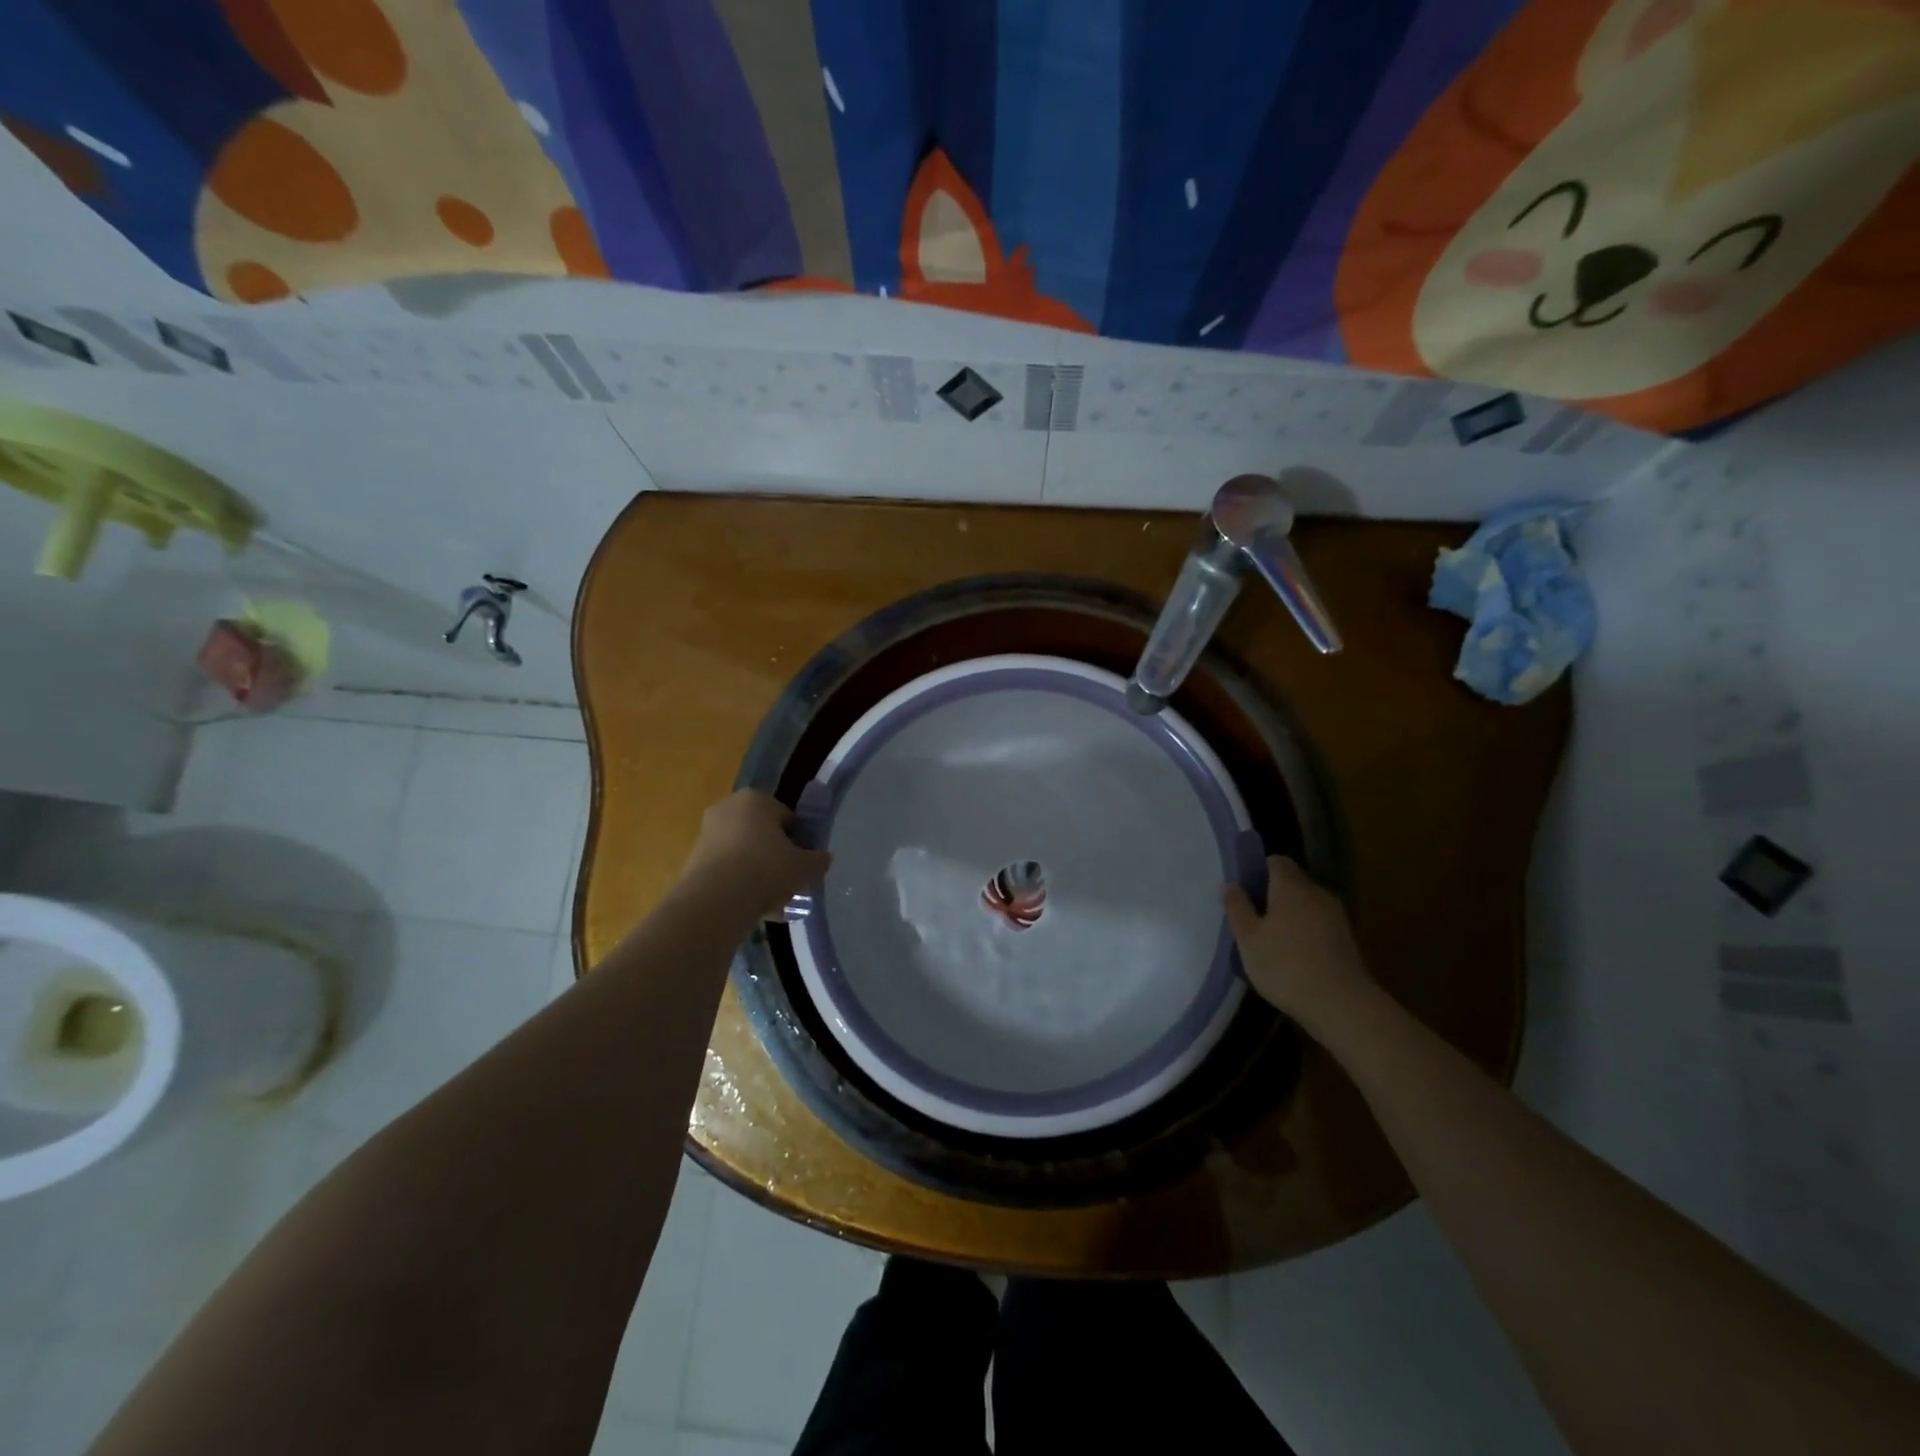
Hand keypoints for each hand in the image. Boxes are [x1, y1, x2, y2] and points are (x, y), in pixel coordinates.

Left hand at [678, 790, 832, 920]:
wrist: (717, 898)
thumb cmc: (767, 869)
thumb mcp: (805, 866)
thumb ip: (818, 860)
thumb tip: (823, 859)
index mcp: (756, 799)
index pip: (787, 817)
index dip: (799, 841)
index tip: (804, 863)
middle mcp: (728, 809)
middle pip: (763, 835)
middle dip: (776, 857)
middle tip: (790, 882)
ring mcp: (707, 834)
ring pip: (744, 855)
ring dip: (758, 874)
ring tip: (774, 902)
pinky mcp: (694, 860)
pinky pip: (727, 871)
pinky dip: (740, 886)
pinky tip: (754, 909)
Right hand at [1223, 856, 1372, 1023]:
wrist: (1342, 1005)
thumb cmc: (1286, 966)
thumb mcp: (1248, 939)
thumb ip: (1237, 908)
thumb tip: (1230, 885)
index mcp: (1292, 887)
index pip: (1276, 861)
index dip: (1259, 870)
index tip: (1244, 890)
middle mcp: (1318, 894)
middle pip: (1293, 883)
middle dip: (1273, 895)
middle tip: (1252, 918)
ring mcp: (1337, 918)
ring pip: (1307, 906)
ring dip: (1290, 916)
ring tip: (1271, 941)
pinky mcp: (1347, 941)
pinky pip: (1319, 926)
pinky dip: (1305, 933)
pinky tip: (1294, 958)